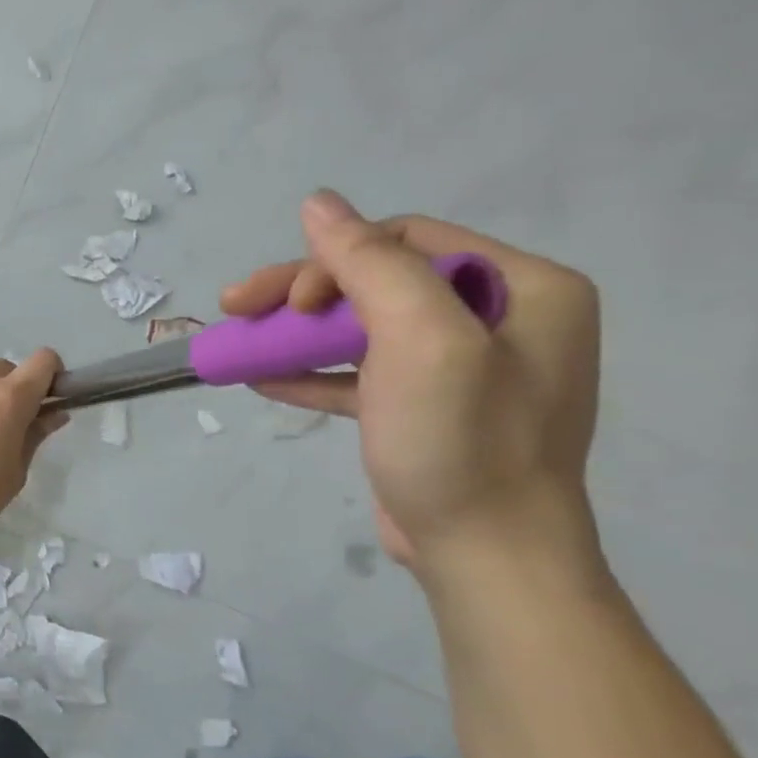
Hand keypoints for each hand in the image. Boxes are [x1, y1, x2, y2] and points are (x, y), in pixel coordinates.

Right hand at [221, 191, 600, 570]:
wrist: (484, 555)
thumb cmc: (462, 442)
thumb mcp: (421, 341)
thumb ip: (370, 264)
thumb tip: (317, 202)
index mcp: (523, 288)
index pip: (406, 241)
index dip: (335, 259)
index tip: (290, 304)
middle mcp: (498, 319)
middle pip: (376, 281)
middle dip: (301, 294)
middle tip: (235, 308)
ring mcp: (459, 367)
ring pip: (358, 325)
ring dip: (295, 331)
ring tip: (237, 346)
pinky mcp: (423, 407)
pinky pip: (358, 370)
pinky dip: (309, 370)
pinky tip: (260, 378)